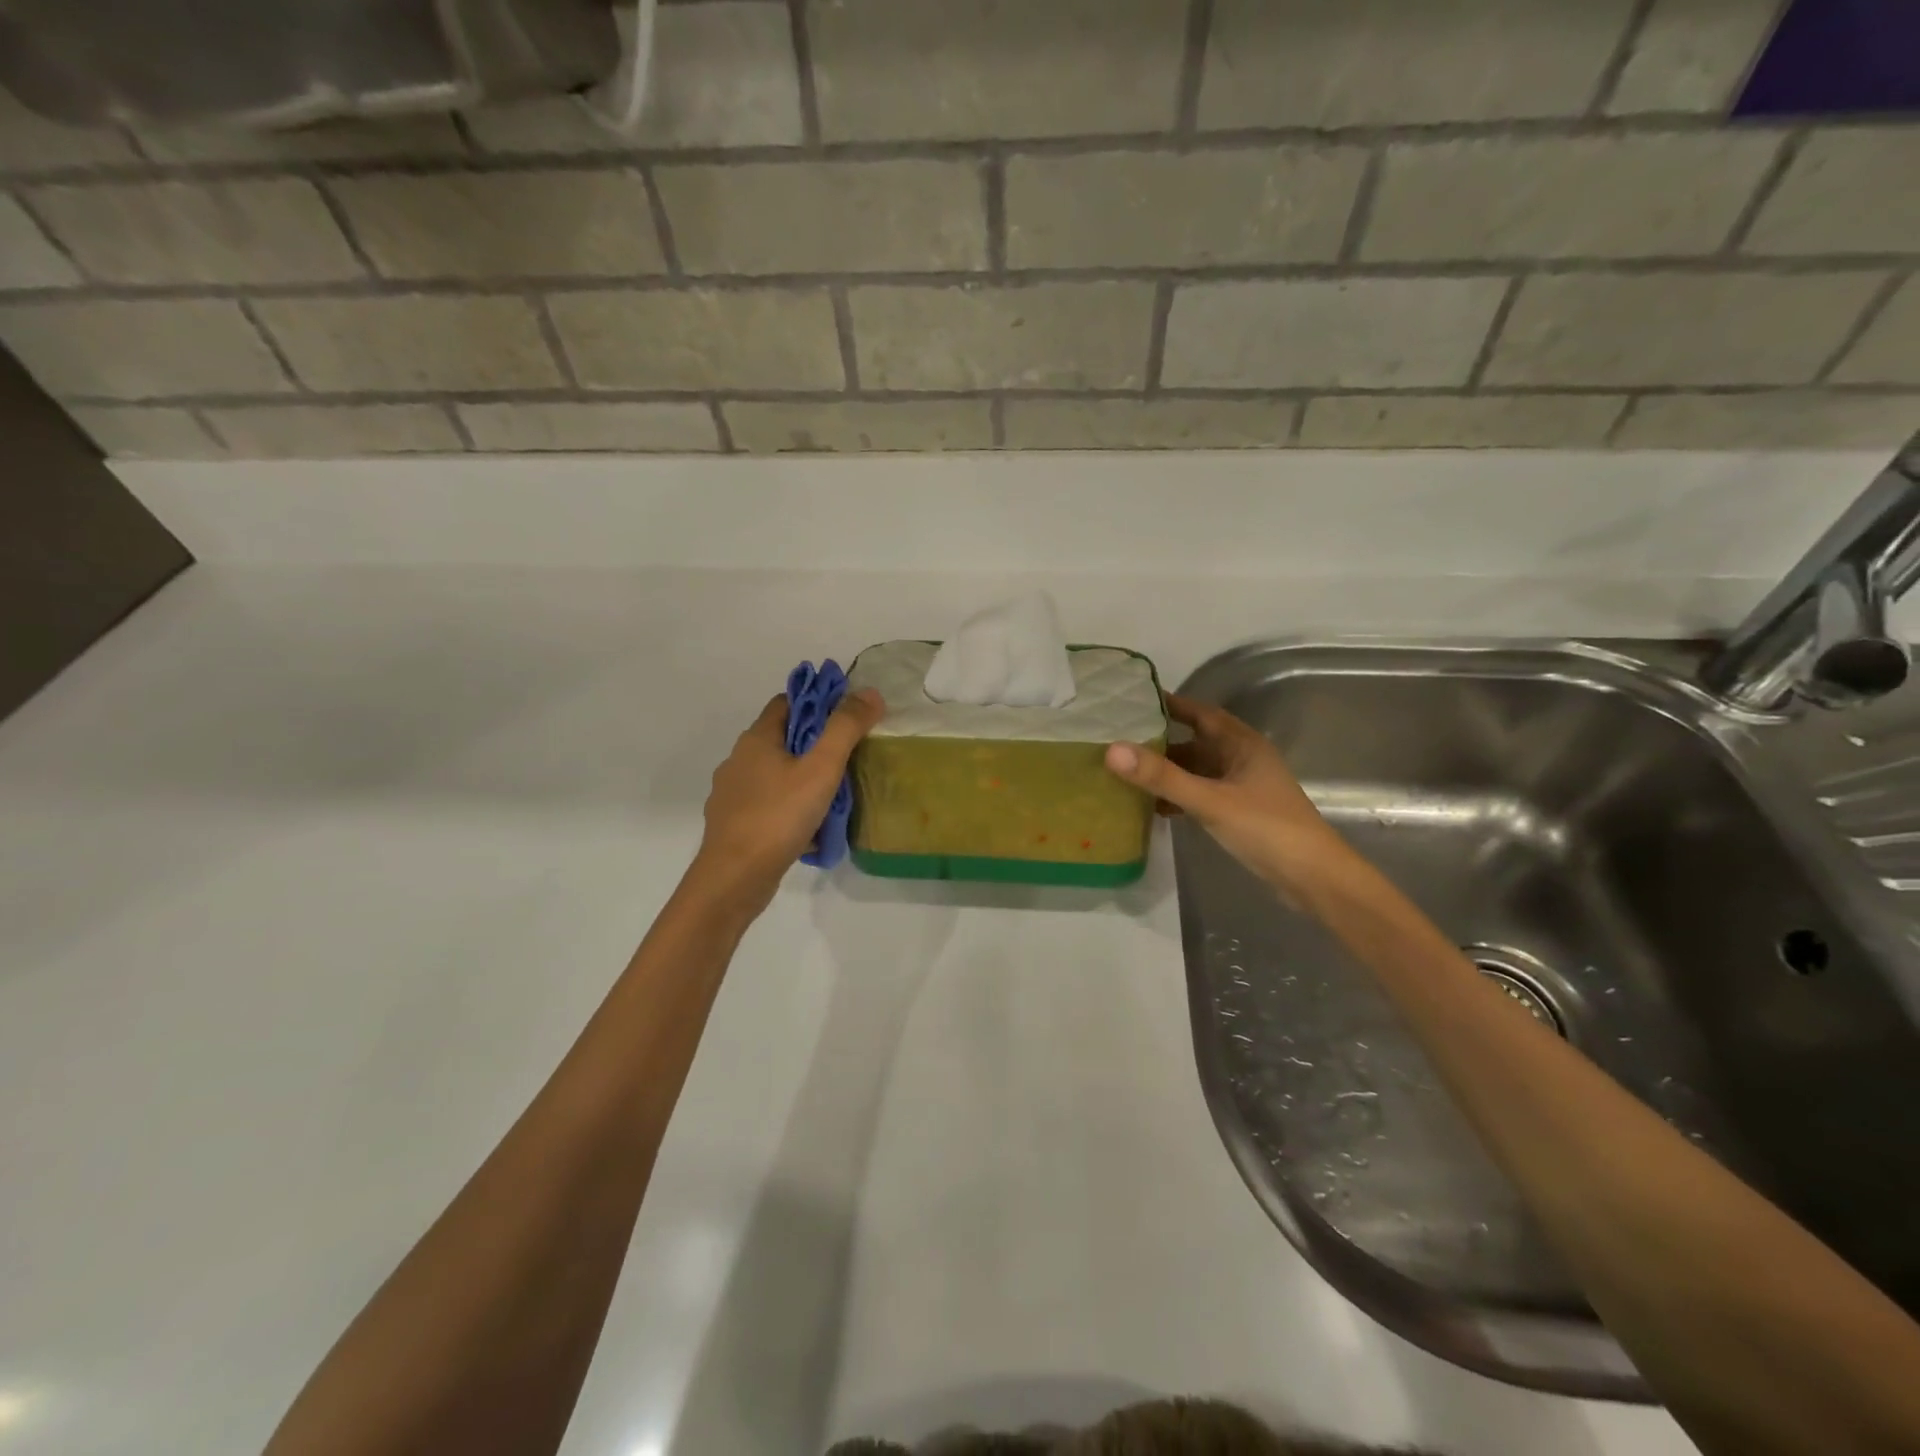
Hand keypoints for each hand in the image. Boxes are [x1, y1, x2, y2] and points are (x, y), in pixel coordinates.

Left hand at [688, 687, 885, 915]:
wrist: (734, 878)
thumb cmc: (778, 816)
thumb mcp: (821, 768)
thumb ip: (846, 729)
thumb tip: (870, 693)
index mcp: (756, 739)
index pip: (787, 702)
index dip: (818, 703)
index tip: (847, 718)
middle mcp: (739, 760)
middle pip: (783, 739)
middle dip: (816, 746)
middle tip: (849, 760)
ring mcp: (733, 794)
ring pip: (777, 775)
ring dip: (804, 781)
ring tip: (835, 798)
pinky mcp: (735, 824)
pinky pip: (770, 806)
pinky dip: (791, 810)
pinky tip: (811, 830)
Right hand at [1104, 692, 1346, 891]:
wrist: (1313, 878)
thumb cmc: (1267, 829)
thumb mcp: (1210, 801)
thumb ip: (1162, 777)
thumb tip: (1111, 750)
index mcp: (1241, 744)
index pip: (1199, 712)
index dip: (1169, 704)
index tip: (1131, 700)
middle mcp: (1240, 759)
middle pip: (1193, 741)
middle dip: (1158, 739)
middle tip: (1116, 736)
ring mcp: (1240, 787)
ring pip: (1195, 770)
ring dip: (1165, 770)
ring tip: (1124, 769)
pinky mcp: (1237, 812)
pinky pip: (1198, 794)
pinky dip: (1176, 796)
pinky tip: (1150, 805)